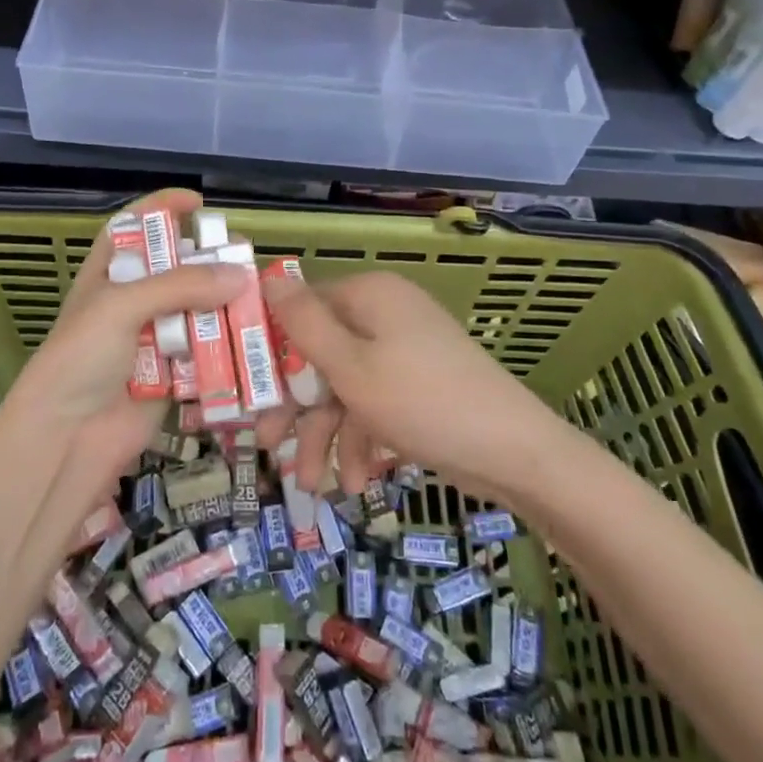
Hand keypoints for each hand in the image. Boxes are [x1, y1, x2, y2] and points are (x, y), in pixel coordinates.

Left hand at [7, 189, 246, 495]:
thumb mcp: (121, 306)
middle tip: (242, 254)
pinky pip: (207, 351)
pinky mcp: (173, 374)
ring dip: (225, 302)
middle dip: (208, 260)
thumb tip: (240, 274)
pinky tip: (253, 335)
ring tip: (258, 294)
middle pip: (176, 268)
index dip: (161, 209)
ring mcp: (153, 338)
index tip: (197, 202)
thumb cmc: (81, 357)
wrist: (67, 439)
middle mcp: (132, 301)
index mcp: (109, 274)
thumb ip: (180, 285)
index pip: (133, 228)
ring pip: (197, 309)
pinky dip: (228, 344)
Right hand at [257, 270, 559, 503]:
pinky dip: (362, 439)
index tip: (246, 390)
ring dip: (327, 434)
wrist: (515, 453)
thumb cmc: (422, 402)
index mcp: (368, 295)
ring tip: (313, 485)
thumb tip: (266, 277)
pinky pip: (375, 402)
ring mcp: (404, 350)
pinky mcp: (419, 384)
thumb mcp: (350, 367)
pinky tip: (357, 482)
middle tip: (268, 444)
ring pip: (346, 385)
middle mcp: (384, 313)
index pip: (302, 308)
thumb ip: (303, 324)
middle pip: (321, 353)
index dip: (271, 348)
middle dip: (297, 405)